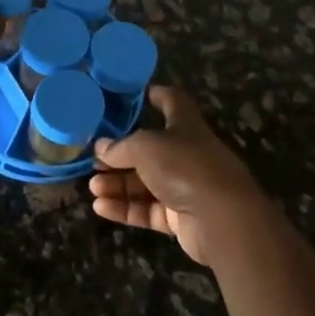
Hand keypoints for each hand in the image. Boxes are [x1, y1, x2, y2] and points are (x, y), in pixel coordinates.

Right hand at [89, 87, 266, 266]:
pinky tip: (100, 208)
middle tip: (94, 161)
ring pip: (146, 183)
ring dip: (118, 184)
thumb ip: (120, 147)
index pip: (172, 102)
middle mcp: (187, 154)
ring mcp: (185, 187)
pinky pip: (148, 210)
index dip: (155, 96)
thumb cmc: (185, 167)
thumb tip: (100, 148)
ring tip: (92, 187)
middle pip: (150, 150)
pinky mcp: (180, 218)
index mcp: (186, 126)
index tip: (133, 97)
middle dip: (121, 155)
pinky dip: (125, 208)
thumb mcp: (145, 147)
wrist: (222, 219)